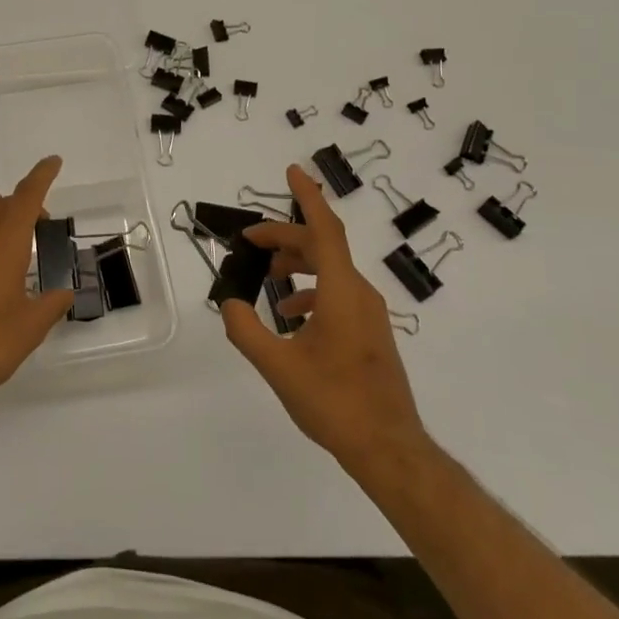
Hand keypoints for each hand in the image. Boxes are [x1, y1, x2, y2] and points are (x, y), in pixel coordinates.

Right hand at [220, 164, 432, 472]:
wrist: (388, 447)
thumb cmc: (333, 401)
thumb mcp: (277, 366)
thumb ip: (247, 330)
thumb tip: (230, 303)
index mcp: (342, 292)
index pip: (323, 230)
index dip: (307, 197)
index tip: (293, 170)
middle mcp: (360, 293)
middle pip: (322, 247)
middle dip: (285, 237)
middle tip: (250, 240)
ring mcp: (369, 313)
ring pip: (331, 270)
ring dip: (298, 264)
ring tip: (267, 273)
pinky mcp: (371, 331)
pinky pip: (339, 293)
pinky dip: (311, 290)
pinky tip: (290, 315)